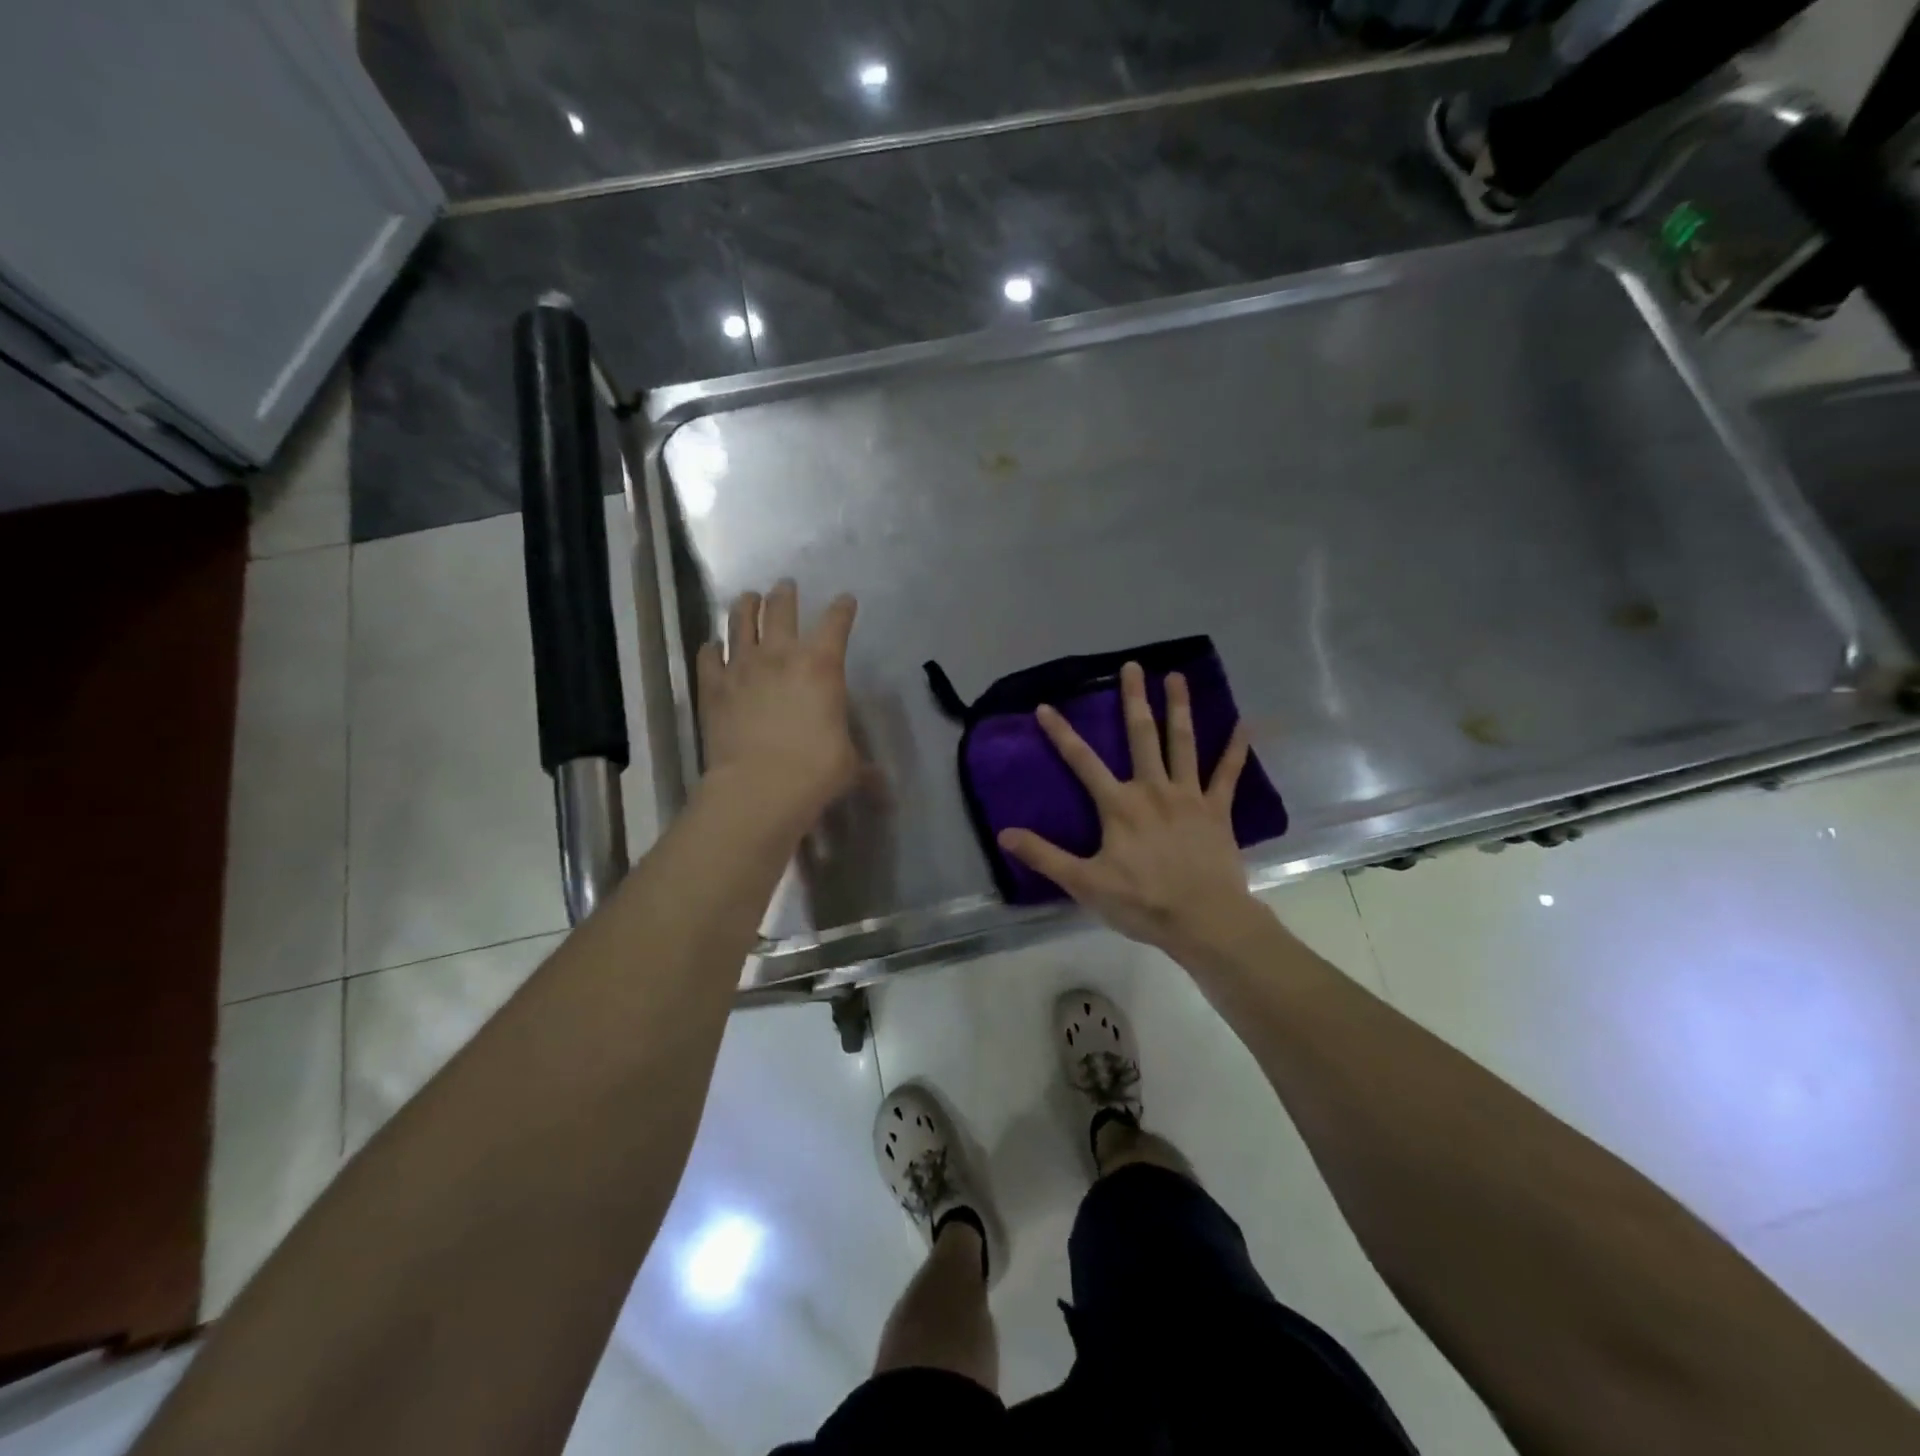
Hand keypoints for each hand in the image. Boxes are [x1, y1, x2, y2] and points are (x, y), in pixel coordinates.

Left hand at [697, 581, 859, 827]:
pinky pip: (708, 656)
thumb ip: (863, 767)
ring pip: (740, 621)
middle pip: (781, 609)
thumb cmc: (815, 770)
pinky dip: (711, 649)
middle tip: (785, 587)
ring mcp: (742, 667)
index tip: (846, 600)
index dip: (842, 609)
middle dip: (785, 594)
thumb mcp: (848, 765)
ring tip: (747, 598)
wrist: (759, 786)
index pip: (836, 623)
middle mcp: (781, 655)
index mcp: (822, 666)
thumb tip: (884, 788)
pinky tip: (712, 646)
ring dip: (746, 606)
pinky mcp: (713, 686)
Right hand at [998, 662, 1261, 960]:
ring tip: (1177, 677)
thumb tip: (1004, 833)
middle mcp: (1153, 789)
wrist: (1204, 920)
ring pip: (1182, 743)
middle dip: (1134, 699)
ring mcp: (1189, 796)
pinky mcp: (1217, 810)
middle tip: (1132, 666)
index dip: (1061, 734)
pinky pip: (1228, 774)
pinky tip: (1245, 724)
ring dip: (1179, 708)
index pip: (1082, 762)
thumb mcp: (1084, 883)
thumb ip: (1045, 855)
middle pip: (1141, 736)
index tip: (1046, 706)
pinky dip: (1236, 748)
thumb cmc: (1141, 902)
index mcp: (1119, 805)